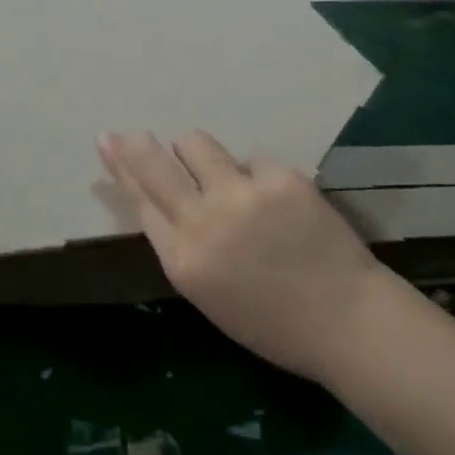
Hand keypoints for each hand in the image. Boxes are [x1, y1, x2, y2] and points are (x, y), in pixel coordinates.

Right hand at [98, 131, 376, 381]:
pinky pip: (252, 160)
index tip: (108, 141)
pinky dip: (255, 176)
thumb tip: (167, 202)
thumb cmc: (273, 323)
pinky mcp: (280, 178)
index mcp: (183, 260)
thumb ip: (182, 246)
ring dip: (196, 153)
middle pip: (156, 166)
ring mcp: (242, 195)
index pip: (140, 200)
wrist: (346, 321)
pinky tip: (276, 201)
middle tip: (128, 131)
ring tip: (216, 172)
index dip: (121, 168)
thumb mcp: (208, 294)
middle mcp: (204, 222)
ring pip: (197, 144)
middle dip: (136, 145)